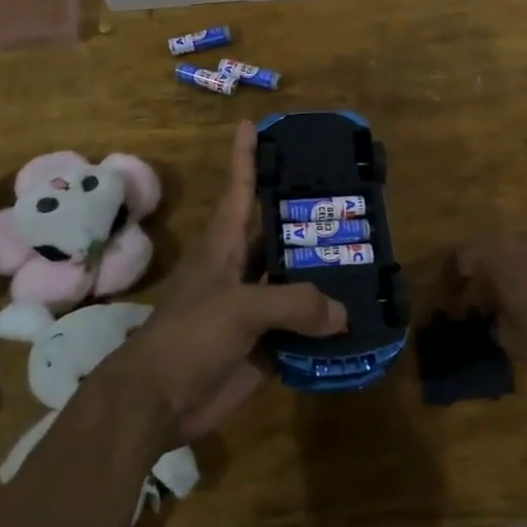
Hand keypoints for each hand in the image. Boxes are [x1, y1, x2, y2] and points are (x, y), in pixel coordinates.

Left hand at [106, 121, 346, 443]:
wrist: (157, 402)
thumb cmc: (188, 337)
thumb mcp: (239, 308)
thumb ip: (294, 303)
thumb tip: (342, 314)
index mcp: (224, 246)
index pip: (239, 189)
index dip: (247, 157)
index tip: (255, 124)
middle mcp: (241, 270)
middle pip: (280, 237)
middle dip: (311, 223)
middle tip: (354, 206)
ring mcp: (253, 309)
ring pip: (296, 285)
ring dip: (326, 279)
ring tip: (369, 262)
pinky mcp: (264, 345)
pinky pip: (302, 330)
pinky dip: (325, 329)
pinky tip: (358, 323)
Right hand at [449, 229, 526, 373]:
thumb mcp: (514, 340)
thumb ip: (498, 326)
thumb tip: (500, 320)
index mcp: (499, 254)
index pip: (463, 254)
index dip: (454, 277)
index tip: (454, 300)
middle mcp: (523, 239)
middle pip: (492, 250)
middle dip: (484, 276)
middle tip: (482, 305)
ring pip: (520, 253)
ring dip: (511, 274)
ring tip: (514, 304)